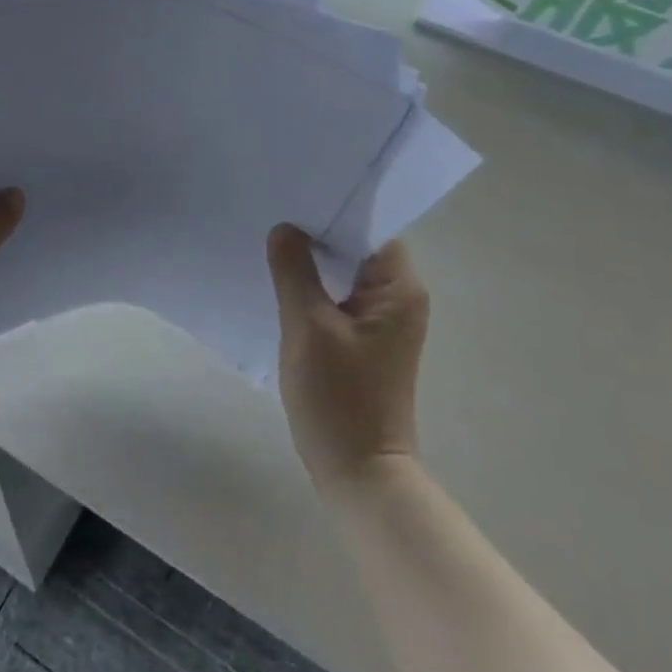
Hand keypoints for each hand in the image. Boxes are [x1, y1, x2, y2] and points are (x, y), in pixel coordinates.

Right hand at [269, 226, 429, 494]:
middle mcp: (399, 298)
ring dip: (314, 262)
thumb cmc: (338, 397)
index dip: (333, 212)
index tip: (294, 198)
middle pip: (357, 248)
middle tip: (273, 215)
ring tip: (272, 242)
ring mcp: (383, 321)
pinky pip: (340, 297)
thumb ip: (294, 271)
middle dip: (317, 234)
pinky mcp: (365, 340)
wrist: (358, 472)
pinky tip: (282, 281)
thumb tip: (284, 229)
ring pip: (345, 273)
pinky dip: (315, 287)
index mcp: (399, 289)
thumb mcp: (307, 326)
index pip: (370, 229)